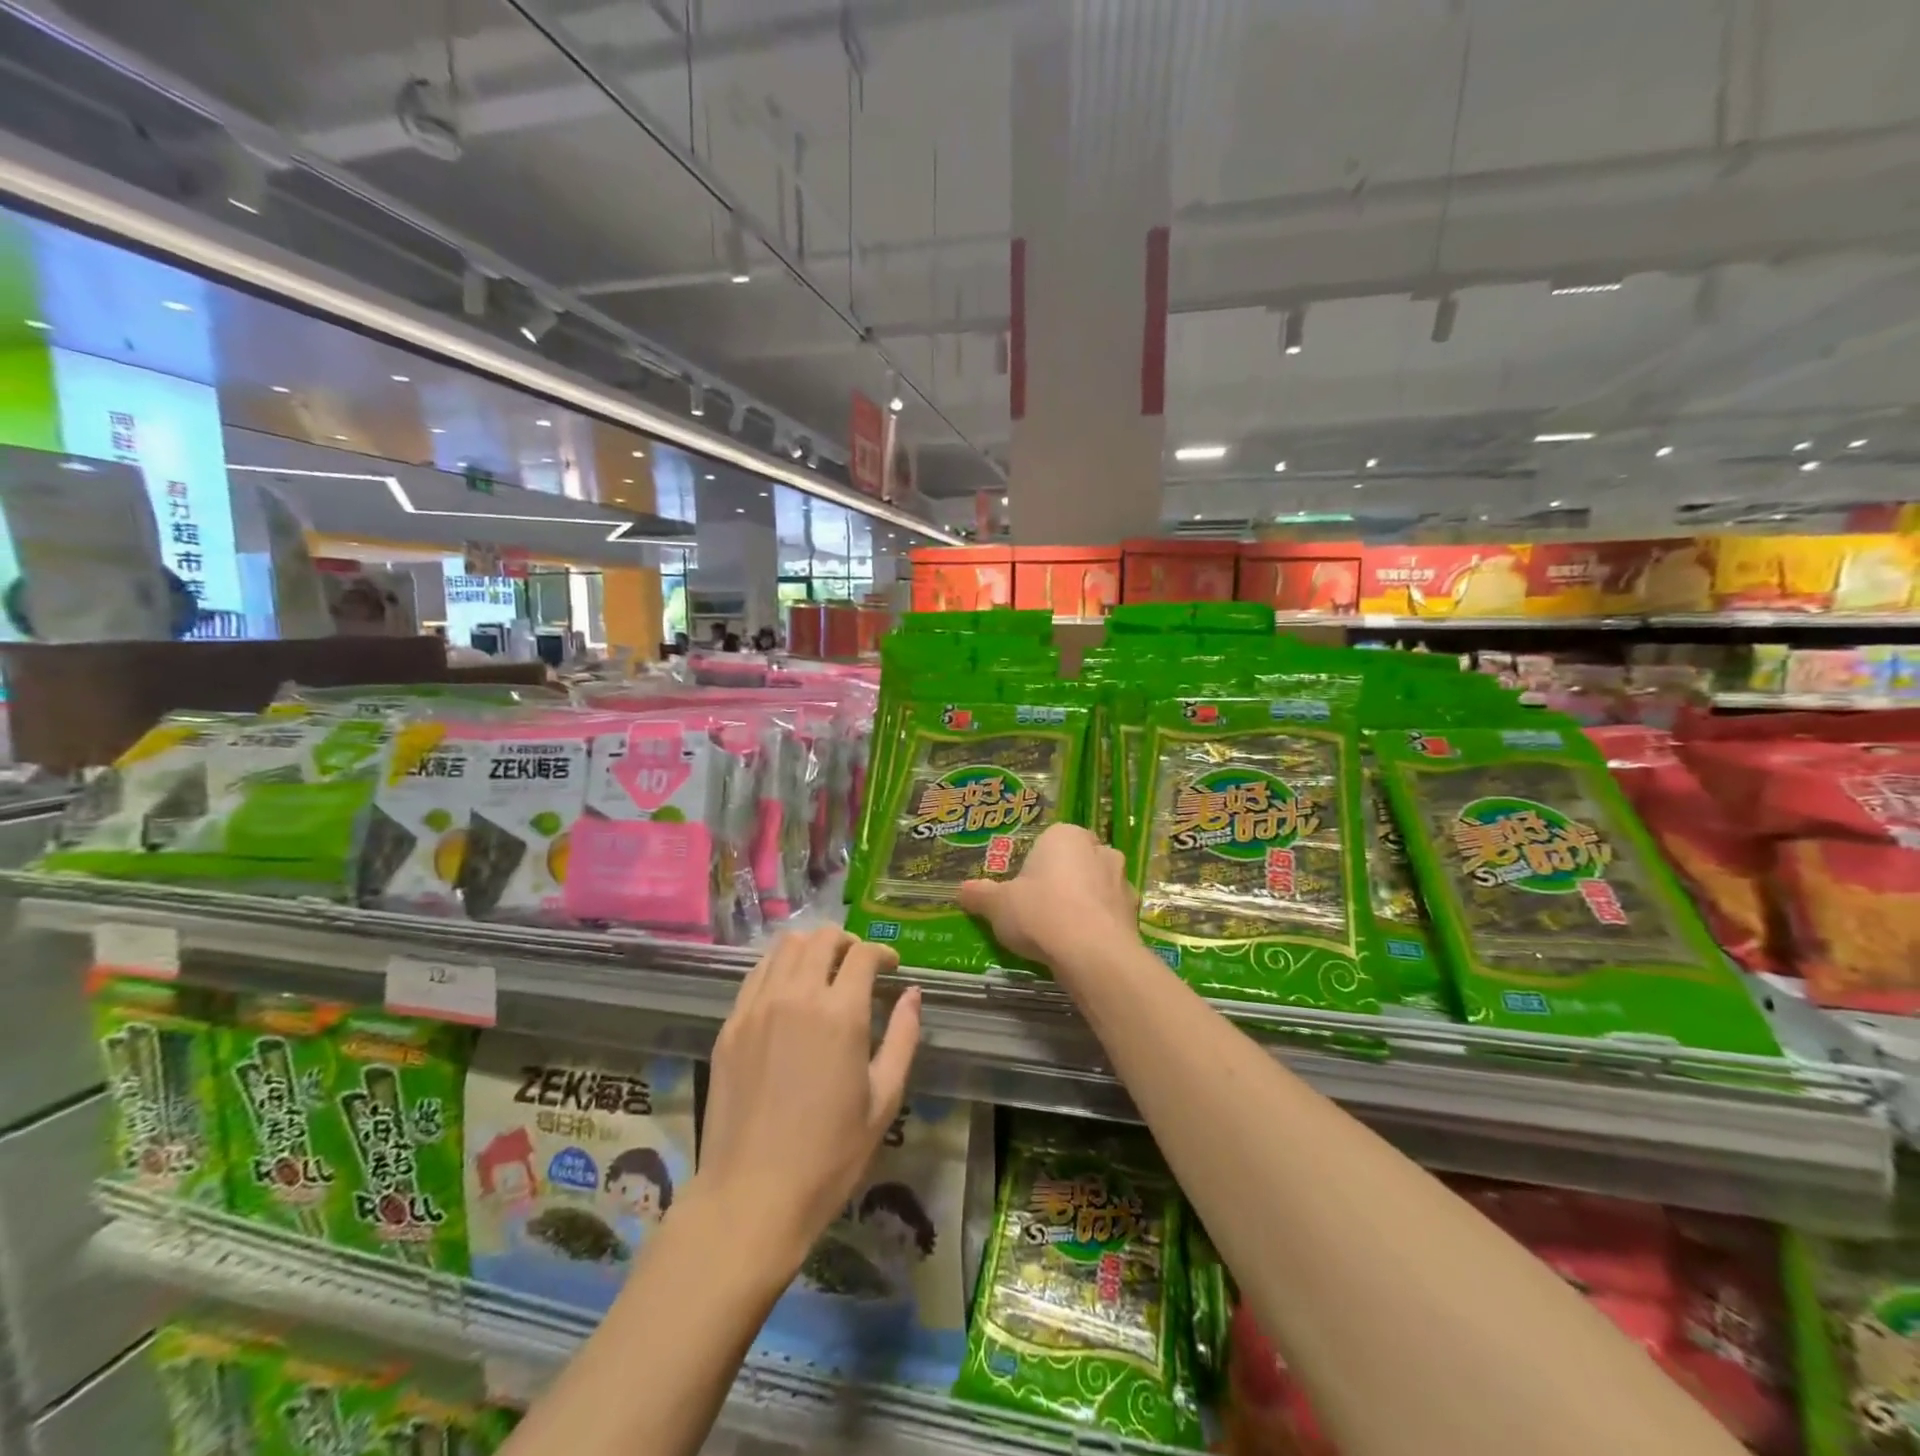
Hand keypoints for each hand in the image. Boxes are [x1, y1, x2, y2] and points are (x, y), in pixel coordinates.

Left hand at [695, 928, 921, 1273]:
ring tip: (822, 971)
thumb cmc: (830, 1154)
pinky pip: (756, 974)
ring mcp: (757, 1008)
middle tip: (858, 966)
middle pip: (822, 938)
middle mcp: (797, 996)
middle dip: (847, 942)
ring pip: (785, 946)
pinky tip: (787, 992)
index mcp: (841, 1013)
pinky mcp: (731, 1025)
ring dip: (811, 948)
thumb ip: (904, 1038)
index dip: (883, 953)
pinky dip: (778, 968)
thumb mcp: (884, 1100)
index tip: (891, 967)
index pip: (863, 954)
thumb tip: (912, 995)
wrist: (752, 1195)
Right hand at [958, 823, 1136, 971]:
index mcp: (1065, 836)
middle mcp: (1099, 849)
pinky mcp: (1135, 912)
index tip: (1022, 891)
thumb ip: (980, 895)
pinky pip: (1110, 914)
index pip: (1049, 842)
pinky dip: (1099, 925)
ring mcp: (1122, 880)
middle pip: (1075, 862)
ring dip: (1084, 903)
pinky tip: (1082, 947)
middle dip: (1062, 881)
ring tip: (1062, 933)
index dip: (1034, 867)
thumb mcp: (998, 905)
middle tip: (1040, 910)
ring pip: (1097, 887)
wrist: (1092, 953)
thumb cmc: (1040, 913)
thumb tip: (961, 890)